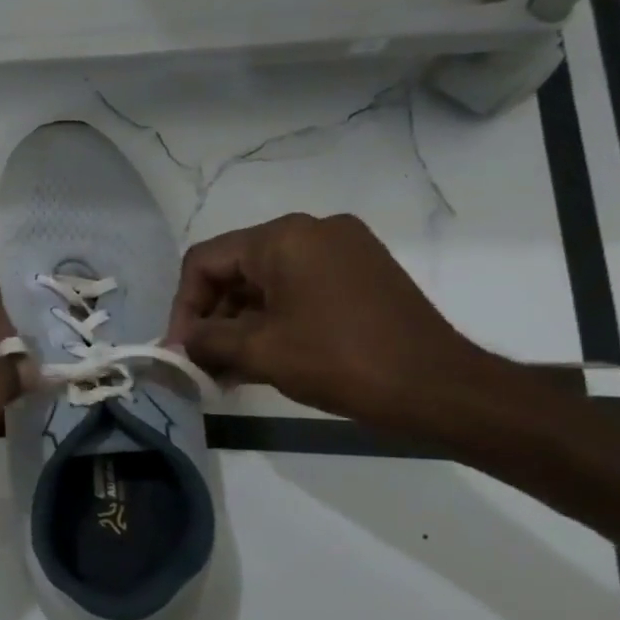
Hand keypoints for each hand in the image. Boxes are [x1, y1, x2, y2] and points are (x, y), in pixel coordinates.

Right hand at [168, 213, 481, 427]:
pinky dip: (273, 320)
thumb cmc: (340, 361)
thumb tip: (179, 343)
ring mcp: (343, 250)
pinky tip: (262, 359)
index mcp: (284, 238)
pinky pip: (298, 289)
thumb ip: (205, 340)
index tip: (181, 349)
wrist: (440, 388)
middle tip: (203, 363)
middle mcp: (312, 231)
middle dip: (212, 319)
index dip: (183, 307)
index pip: (205, 262)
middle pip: (235, 270)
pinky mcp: (362, 273)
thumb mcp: (258, 351)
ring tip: (229, 370)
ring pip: (266, 283)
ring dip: (240, 324)